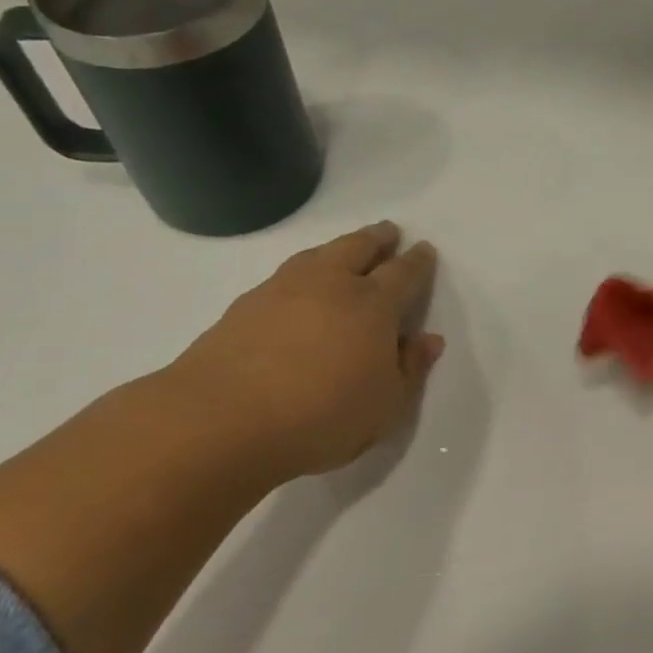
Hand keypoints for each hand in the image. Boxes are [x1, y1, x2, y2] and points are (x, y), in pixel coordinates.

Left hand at [164, 222, 442, 483]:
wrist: (223, 420)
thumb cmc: (323, 416)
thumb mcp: (386, 405)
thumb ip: (411, 369)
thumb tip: (429, 339)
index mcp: (373, 306)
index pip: (402, 273)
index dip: (417, 261)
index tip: (425, 249)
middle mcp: (330, 285)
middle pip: (358, 248)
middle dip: (377, 238)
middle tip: (389, 231)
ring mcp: (283, 290)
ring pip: (318, 254)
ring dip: (338, 247)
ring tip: (346, 249)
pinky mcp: (245, 306)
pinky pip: (285, 274)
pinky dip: (304, 270)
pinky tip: (300, 285)